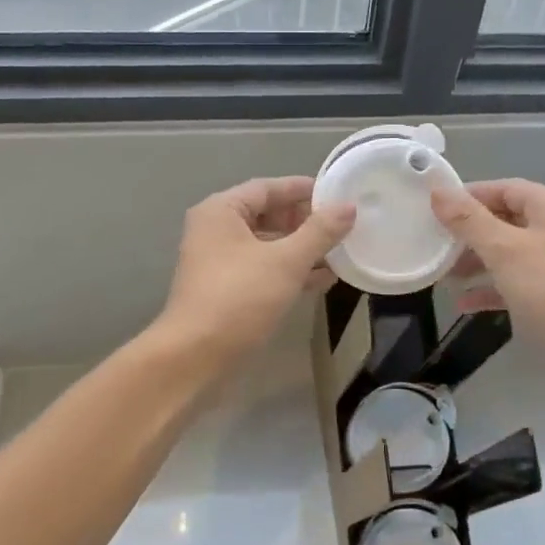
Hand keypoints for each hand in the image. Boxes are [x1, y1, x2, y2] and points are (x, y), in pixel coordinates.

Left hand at [155, 176, 354, 372]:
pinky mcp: (227, 290)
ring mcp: (220, 262)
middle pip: (268, 215)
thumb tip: (349, 207)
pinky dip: (290, 271)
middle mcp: (216, 230)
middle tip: (343, 226)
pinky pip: (264, 270)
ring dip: (302, 249)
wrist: (196, 356)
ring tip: (341, 253)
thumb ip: (319, 232)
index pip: (268, 188)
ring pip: (268, 245)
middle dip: (306, 222)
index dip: (304, 190)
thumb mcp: (286, 261)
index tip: (338, 194)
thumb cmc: (239, 298)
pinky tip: (323, 280)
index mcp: (221, 211)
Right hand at [431, 179, 544, 410]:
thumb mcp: (504, 251)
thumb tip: (438, 191)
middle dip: (469, 233)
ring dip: (476, 262)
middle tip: (435, 246)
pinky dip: (492, 289)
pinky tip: (465, 304)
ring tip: (444, 276)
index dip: (468, 196)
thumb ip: (469, 220)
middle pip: (506, 220)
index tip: (432, 210)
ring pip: (510, 254)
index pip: (504, 188)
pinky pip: (517, 283)